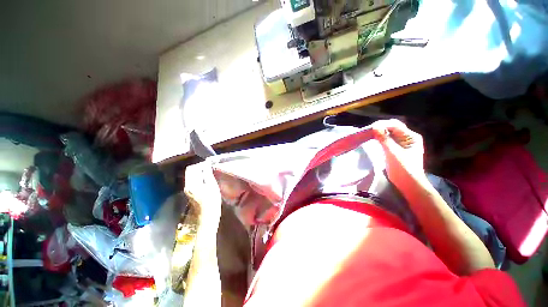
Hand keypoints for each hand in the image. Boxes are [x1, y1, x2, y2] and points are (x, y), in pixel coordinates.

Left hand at [184, 161, 221, 219]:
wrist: (206, 217)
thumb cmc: (212, 201)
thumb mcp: (212, 186)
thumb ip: (208, 174)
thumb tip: (206, 164)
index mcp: (192, 183)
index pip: (192, 168)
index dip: (201, 164)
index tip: (210, 164)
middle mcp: (187, 185)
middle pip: (190, 171)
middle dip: (199, 167)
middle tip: (210, 168)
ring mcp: (188, 189)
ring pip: (192, 175)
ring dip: (200, 172)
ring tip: (209, 173)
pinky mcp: (191, 192)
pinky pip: (193, 180)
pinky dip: (199, 177)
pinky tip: (207, 180)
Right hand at [371, 119, 426, 187]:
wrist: (408, 183)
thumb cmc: (404, 168)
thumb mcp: (393, 153)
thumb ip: (384, 139)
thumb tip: (375, 126)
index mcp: (411, 137)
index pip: (395, 125)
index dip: (383, 125)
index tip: (370, 128)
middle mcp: (407, 137)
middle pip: (392, 128)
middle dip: (380, 128)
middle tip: (368, 131)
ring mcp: (402, 143)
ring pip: (388, 134)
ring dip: (379, 133)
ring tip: (368, 134)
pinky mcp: (396, 148)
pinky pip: (387, 140)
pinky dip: (380, 139)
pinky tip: (373, 140)